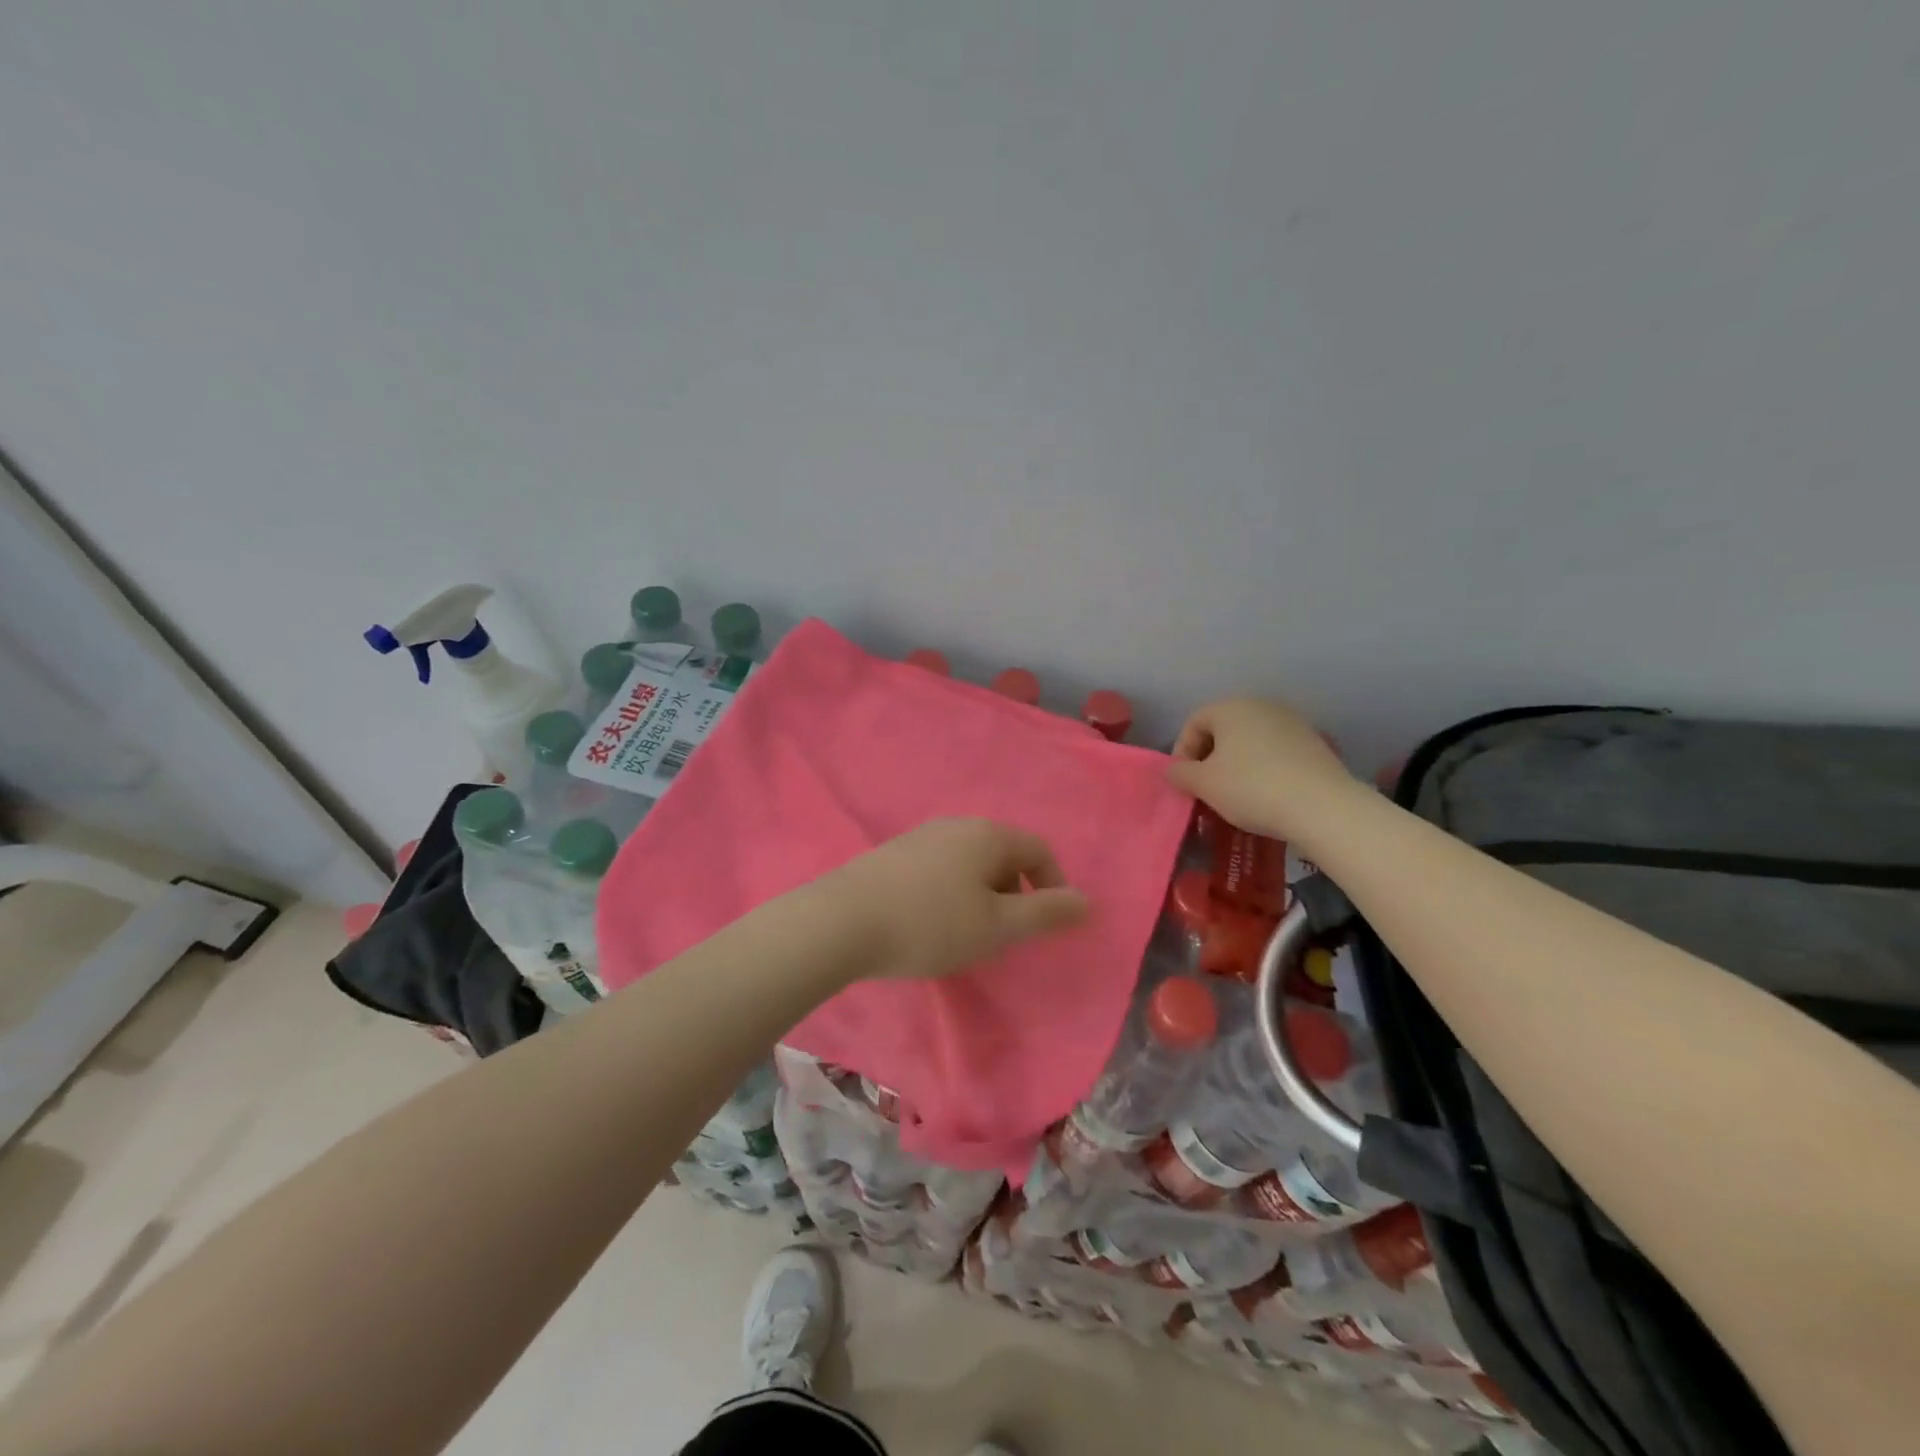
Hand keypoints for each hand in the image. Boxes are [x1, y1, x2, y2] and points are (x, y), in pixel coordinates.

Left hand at [822, 819, 1088, 981]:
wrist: (842, 922)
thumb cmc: (931, 924)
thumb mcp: (997, 926)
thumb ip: (1045, 914)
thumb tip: (1087, 902)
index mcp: (988, 834)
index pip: (1039, 851)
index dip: (1053, 887)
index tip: (1046, 926)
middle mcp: (957, 825)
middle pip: (1004, 854)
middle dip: (1015, 894)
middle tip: (1004, 936)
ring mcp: (921, 836)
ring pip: (970, 863)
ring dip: (982, 897)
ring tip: (968, 935)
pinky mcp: (894, 854)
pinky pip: (941, 869)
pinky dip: (952, 894)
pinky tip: (931, 924)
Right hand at [1168, 698, 1358, 841]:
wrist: (1322, 806)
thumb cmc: (1251, 788)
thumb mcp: (1204, 784)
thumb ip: (1180, 773)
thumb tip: (1173, 769)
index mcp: (1231, 707)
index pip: (1194, 722)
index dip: (1182, 751)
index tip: (1184, 780)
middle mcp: (1262, 705)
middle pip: (1224, 728)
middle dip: (1210, 756)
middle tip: (1206, 787)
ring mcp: (1293, 722)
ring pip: (1251, 740)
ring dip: (1237, 763)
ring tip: (1235, 793)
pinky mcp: (1315, 742)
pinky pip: (1277, 751)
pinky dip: (1264, 767)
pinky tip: (1266, 793)